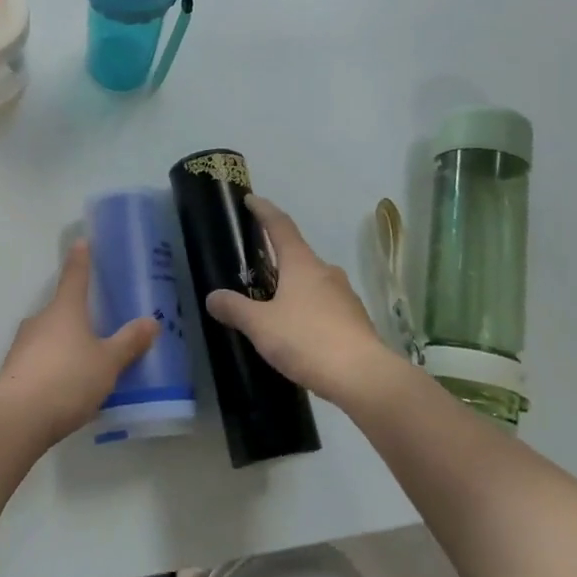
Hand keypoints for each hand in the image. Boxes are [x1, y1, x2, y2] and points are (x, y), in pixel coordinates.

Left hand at [0, 241, 157, 447]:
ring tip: (88, 361)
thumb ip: (129, 342)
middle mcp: (41, 319)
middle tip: (99, 322)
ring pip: (50, 335)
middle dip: (78, 313)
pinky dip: (55, 366)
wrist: (16, 420)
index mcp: (65, 309)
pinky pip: (41, 360)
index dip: (81, 259)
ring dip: (66, 343)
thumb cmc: (67, 380)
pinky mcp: (14, 372)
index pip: (75, 275)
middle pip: (62, 308)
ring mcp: (23, 345)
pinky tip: (68, 387)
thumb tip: (152, 321)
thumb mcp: (108, 363)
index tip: (82, 242)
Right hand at [206, 195, 395, 407]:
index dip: (264, 210)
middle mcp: (326, 271)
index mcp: (302, 263)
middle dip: (277, 257)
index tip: (251, 199)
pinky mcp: (355, 320)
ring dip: (294, 286)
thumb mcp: (261, 326)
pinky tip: (299, 331)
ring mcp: (345, 295)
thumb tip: (213, 297)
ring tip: (274, 304)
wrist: (364, 377)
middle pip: (297, 254)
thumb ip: (235, 309)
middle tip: (256, 267)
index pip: (280, 225)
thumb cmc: (307, 340)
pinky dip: (308, 310)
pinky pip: (325, 305)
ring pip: (313, 282)